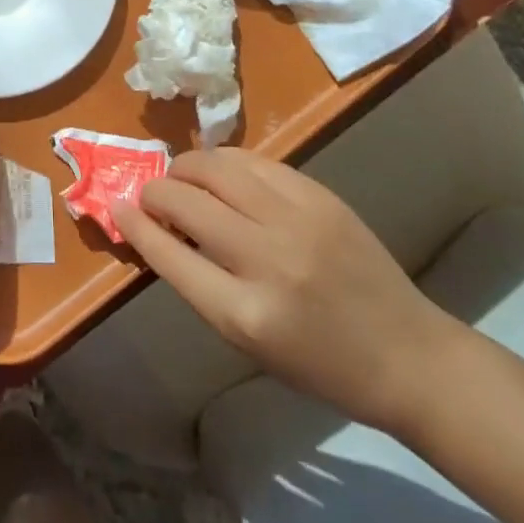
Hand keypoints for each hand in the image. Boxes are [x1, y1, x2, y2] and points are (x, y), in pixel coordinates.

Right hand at [113, 148, 462, 433]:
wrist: (406, 353)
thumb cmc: (319, 362)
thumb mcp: (248, 339)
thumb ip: (198, 281)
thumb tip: (154, 226)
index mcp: (244, 314)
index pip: (168, 253)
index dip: (134, 224)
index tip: (117, 205)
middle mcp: (267, 260)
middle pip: (185, 200)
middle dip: (155, 191)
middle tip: (152, 196)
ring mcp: (296, 220)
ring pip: (215, 166)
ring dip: (186, 168)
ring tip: (184, 179)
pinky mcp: (318, 195)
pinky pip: (252, 160)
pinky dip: (225, 163)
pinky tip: (222, 174)